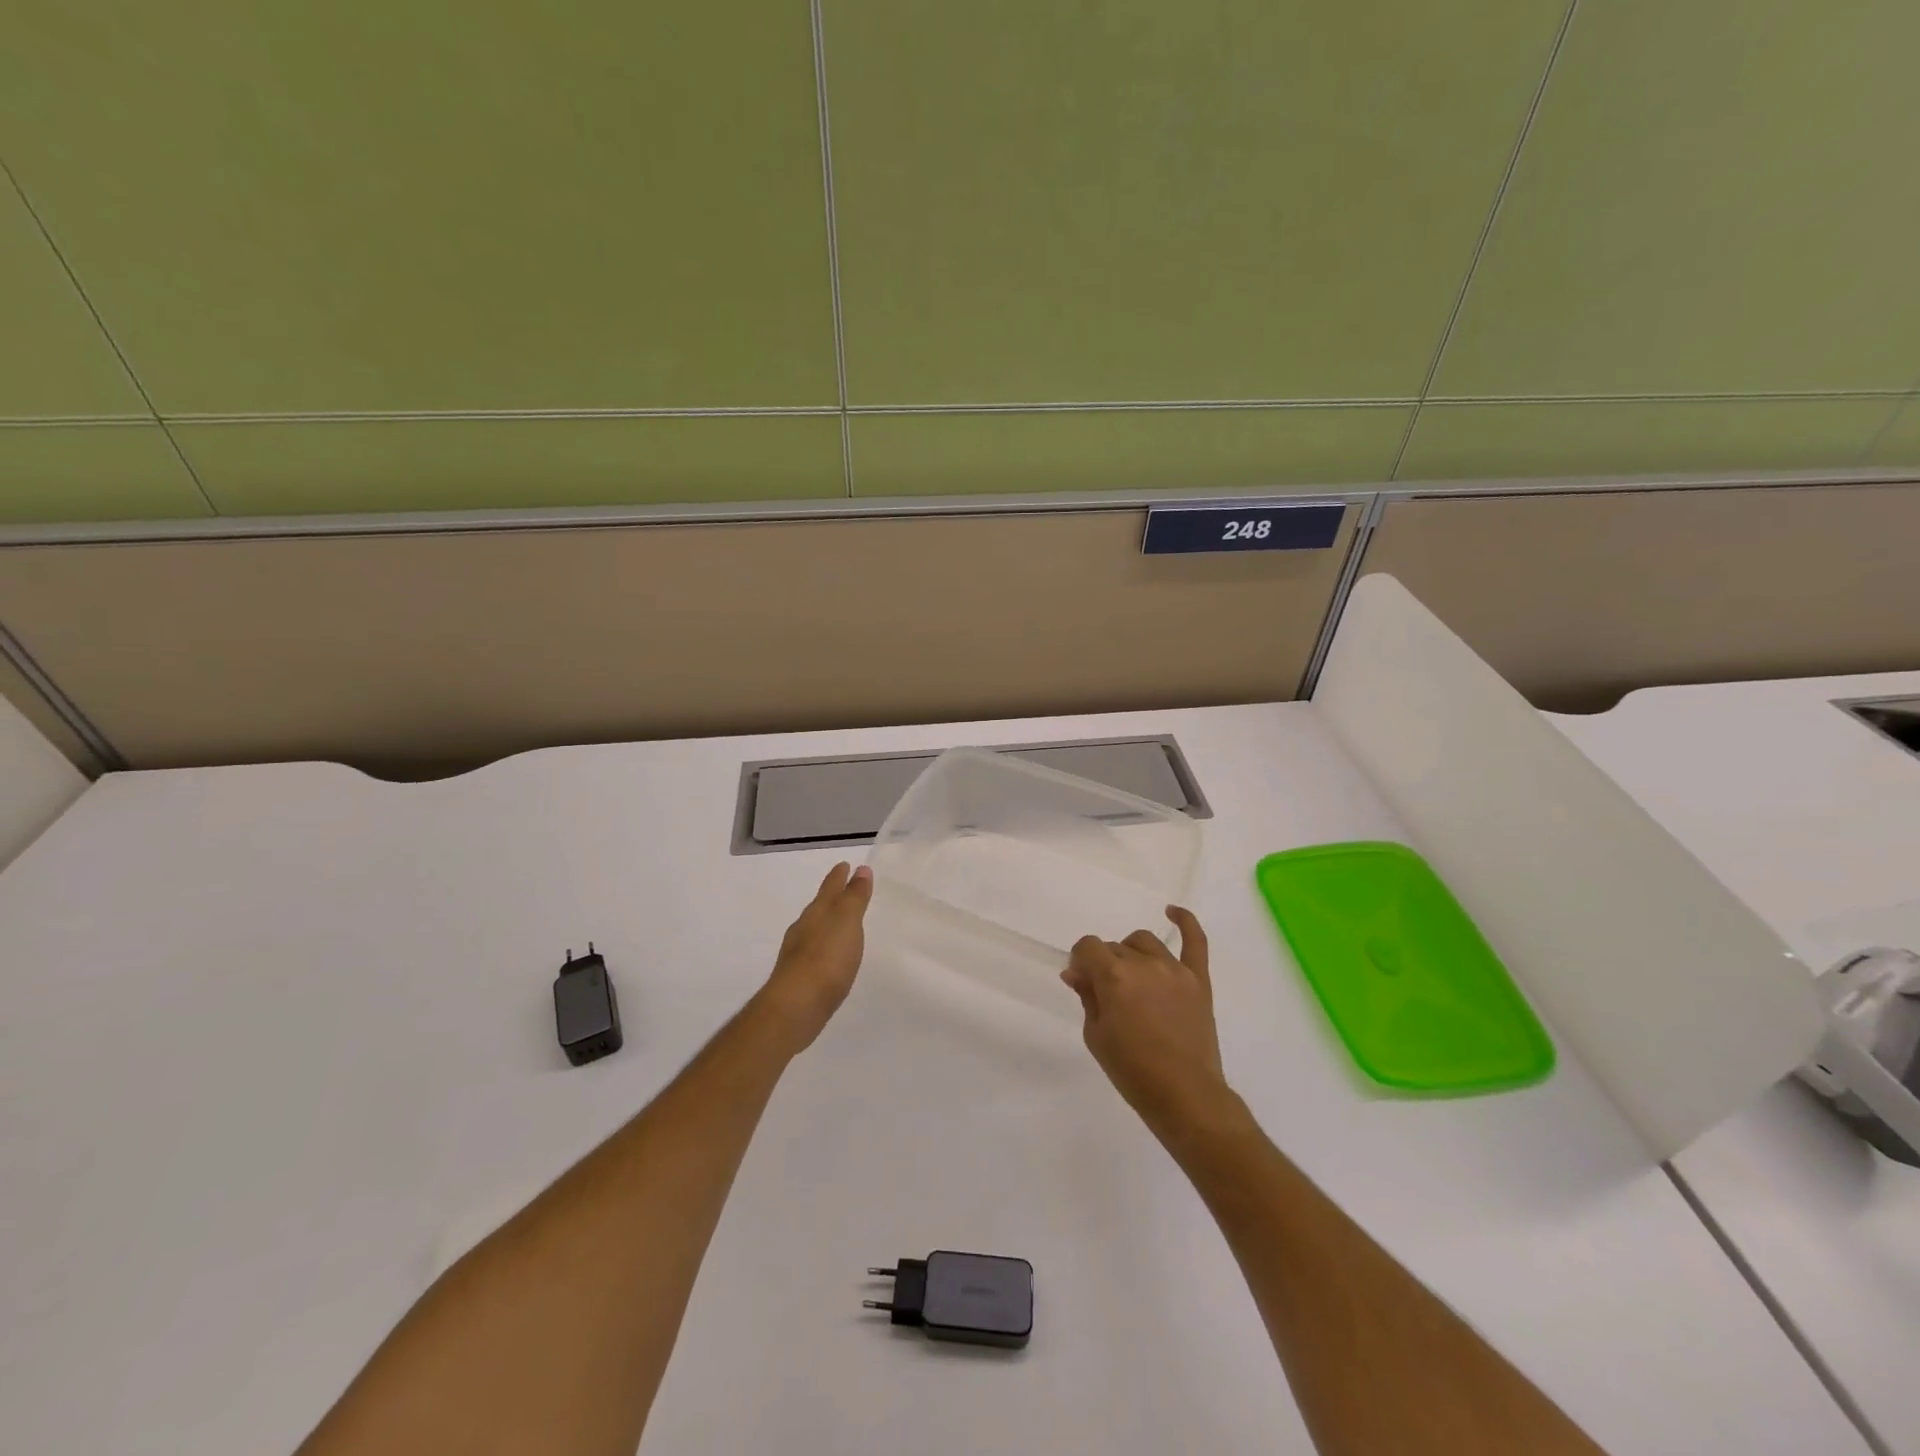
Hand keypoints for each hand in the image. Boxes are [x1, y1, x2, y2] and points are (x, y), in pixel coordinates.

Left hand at [756, 862, 873, 1051]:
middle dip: (831, 897)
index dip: (839, 876)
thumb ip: (854, 897)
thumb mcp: (847, 922)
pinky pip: (814, 952)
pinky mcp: (798, 978)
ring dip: (827, 923)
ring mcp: (797, 954)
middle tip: (844, 891)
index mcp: (816, 912)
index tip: (845, 864)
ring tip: (840, 924)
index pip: (829, 887)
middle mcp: (803, 928)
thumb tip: (860, 869)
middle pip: (819, 906)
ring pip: (814, 929)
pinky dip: (824, 947)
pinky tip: (829, 957)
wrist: (795, 1007)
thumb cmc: (826, 958)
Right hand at [1062, 907, 1232, 1138]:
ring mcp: (1175, 969)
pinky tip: (1172, 911)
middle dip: (1104, 965)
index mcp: (1114, 976)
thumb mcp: (1096, 1035)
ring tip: (1131, 978)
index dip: (1080, 962)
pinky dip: (1185, 921)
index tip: (1081, 982)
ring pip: (1144, 942)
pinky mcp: (1199, 980)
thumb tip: (1076, 973)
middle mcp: (1144, 964)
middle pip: (1115, 947)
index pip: (1088, 947)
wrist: (1184, 1096)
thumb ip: (1087, 996)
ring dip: (1131, 954)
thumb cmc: (1132, 1071)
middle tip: (1106, 995)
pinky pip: (1196, 942)